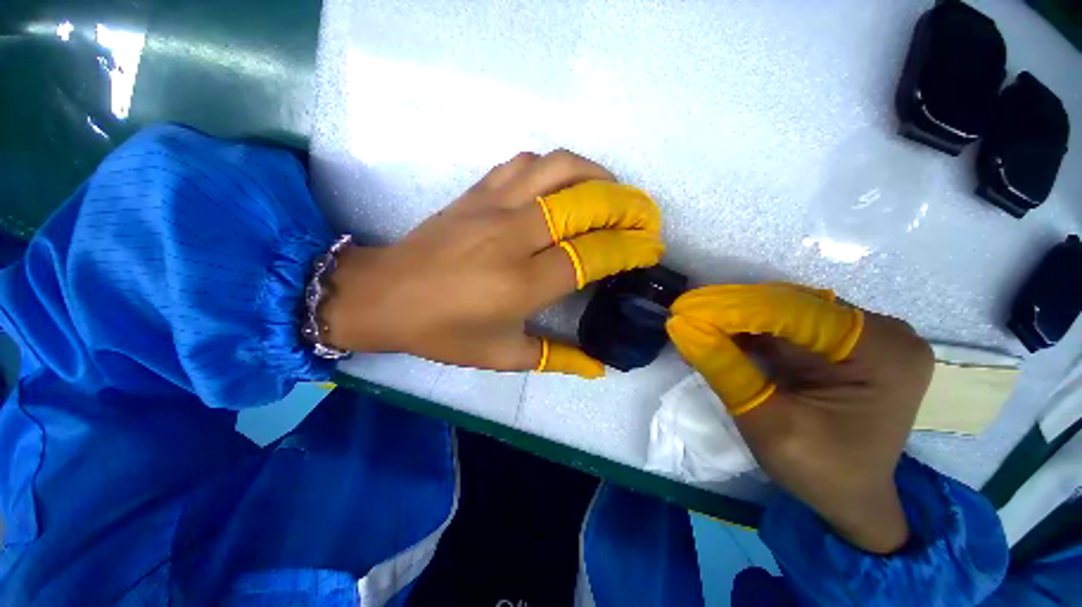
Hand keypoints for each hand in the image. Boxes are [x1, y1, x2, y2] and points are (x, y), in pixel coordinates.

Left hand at [321, 150, 664, 377]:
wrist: (386, 295)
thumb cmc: (444, 332)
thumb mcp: (502, 355)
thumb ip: (556, 358)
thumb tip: (598, 366)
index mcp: (521, 283)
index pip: (592, 254)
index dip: (629, 248)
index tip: (650, 248)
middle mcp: (513, 237)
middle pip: (585, 204)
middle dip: (627, 205)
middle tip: (645, 216)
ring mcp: (493, 206)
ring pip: (558, 169)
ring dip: (596, 175)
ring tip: (612, 191)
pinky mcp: (476, 191)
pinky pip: (525, 163)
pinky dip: (555, 167)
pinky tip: (563, 185)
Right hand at [666, 284, 933, 553]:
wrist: (852, 497)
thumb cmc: (818, 470)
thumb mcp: (766, 423)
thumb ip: (724, 369)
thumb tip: (682, 325)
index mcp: (882, 353)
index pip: (793, 311)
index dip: (733, 307)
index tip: (685, 309)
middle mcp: (884, 332)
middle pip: (791, 306)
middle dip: (734, 314)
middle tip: (687, 319)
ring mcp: (870, 334)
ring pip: (788, 312)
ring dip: (740, 321)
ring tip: (699, 328)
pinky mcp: (851, 342)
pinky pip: (793, 324)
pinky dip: (755, 331)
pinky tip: (723, 337)